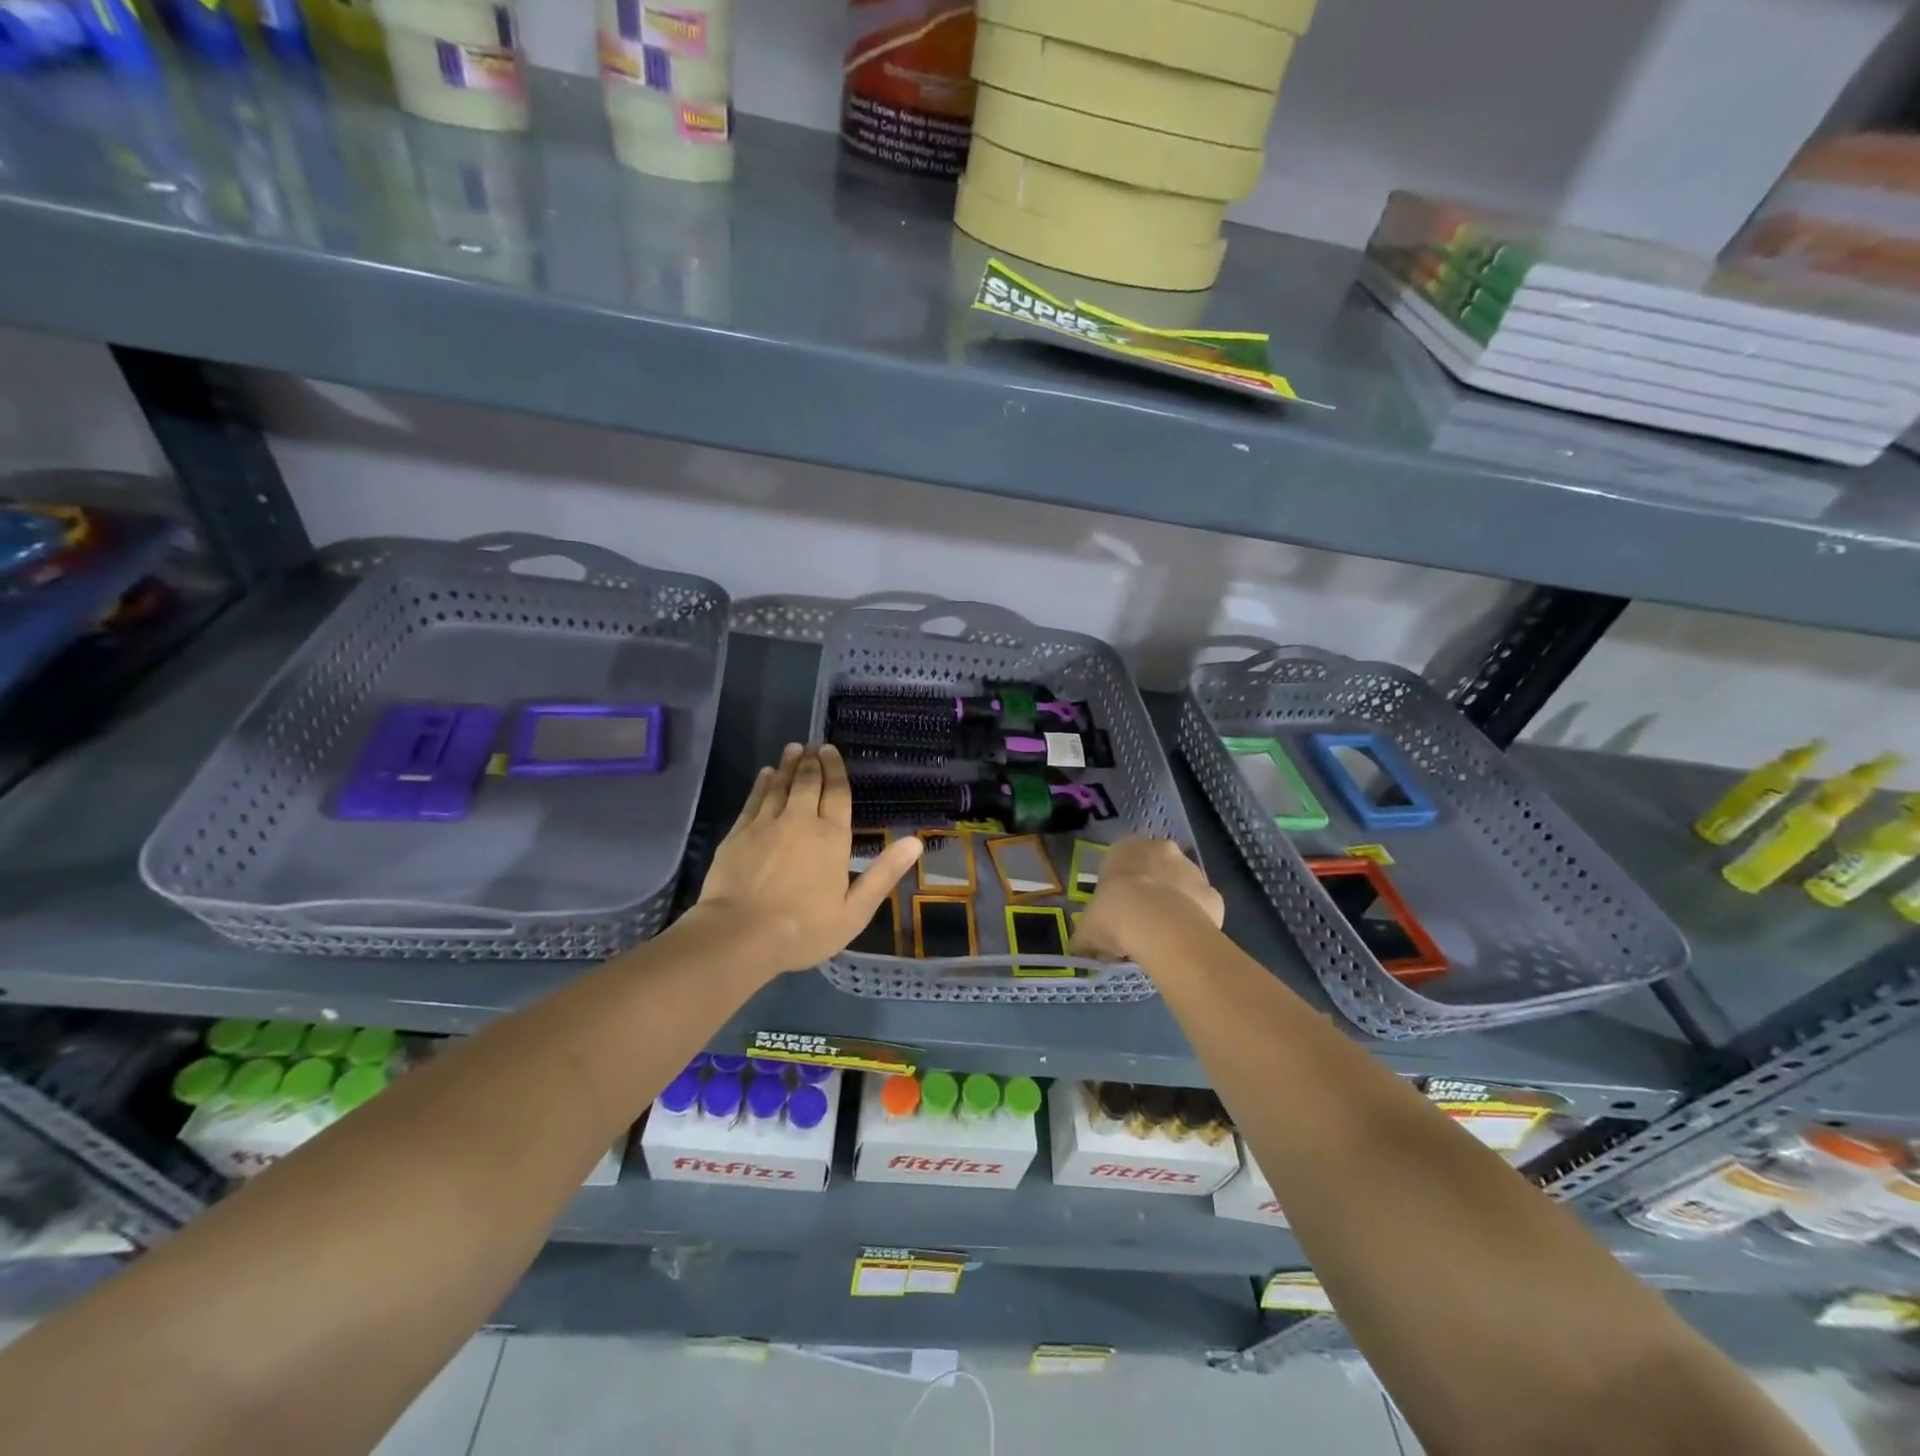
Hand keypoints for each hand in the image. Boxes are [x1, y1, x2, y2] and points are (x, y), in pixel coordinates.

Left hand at [690, 743, 921, 977]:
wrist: (740, 934)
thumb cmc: (804, 928)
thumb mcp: (855, 910)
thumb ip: (883, 874)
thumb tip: (914, 842)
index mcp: (832, 837)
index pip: (836, 793)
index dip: (835, 770)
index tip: (831, 750)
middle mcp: (800, 820)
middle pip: (807, 783)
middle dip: (812, 762)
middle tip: (813, 746)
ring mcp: (766, 824)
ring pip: (779, 786)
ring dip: (787, 766)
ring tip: (793, 750)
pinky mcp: (738, 833)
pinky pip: (754, 800)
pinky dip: (761, 784)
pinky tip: (764, 775)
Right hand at [1071, 837, 1223, 961]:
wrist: (1158, 926)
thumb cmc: (1114, 915)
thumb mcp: (1087, 930)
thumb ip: (1085, 937)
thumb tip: (1080, 950)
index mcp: (1125, 849)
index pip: (1120, 861)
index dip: (1119, 887)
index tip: (1117, 911)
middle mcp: (1161, 849)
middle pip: (1156, 868)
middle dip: (1151, 890)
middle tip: (1140, 922)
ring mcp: (1191, 869)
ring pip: (1182, 885)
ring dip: (1175, 903)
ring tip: (1162, 936)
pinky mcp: (1213, 893)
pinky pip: (1202, 907)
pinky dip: (1195, 921)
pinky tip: (1183, 941)